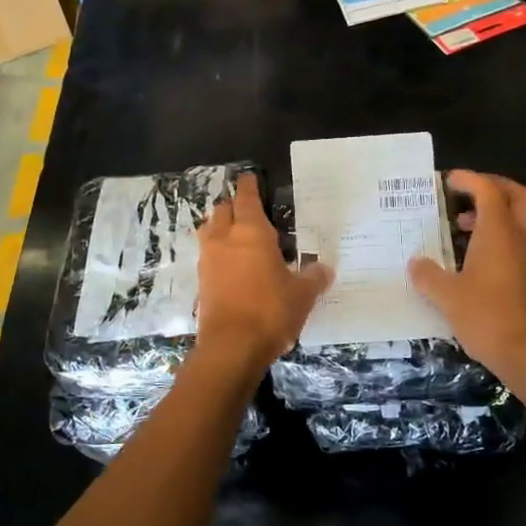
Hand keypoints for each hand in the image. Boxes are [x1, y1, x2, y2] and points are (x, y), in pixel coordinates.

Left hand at [195, 173, 332, 375]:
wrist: (231, 347)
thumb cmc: (271, 311)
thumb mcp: (302, 295)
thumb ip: (313, 277)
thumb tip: (324, 268)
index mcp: (251, 232)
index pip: (246, 198)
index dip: (249, 186)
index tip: (250, 178)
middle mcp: (224, 239)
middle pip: (222, 210)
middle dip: (233, 206)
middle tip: (249, 210)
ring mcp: (208, 260)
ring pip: (209, 231)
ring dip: (220, 227)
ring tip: (237, 235)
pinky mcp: (201, 282)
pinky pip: (208, 256)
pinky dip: (218, 253)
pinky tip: (232, 265)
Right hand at [409, 171, 525, 375]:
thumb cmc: (488, 316)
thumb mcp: (447, 296)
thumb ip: (428, 275)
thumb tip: (415, 263)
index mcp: (500, 232)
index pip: (488, 190)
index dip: (469, 179)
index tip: (448, 181)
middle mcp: (522, 238)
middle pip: (518, 196)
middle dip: (494, 188)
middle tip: (467, 194)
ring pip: (521, 221)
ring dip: (496, 216)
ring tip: (463, 229)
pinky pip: (520, 244)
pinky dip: (501, 239)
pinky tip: (477, 260)